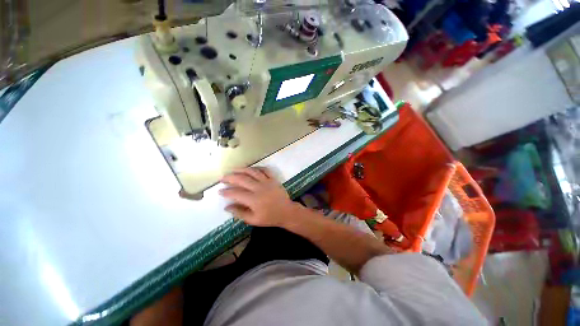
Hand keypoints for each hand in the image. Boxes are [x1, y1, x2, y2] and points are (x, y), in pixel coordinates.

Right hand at [219, 167, 302, 226]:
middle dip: (230, 178)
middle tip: (223, 178)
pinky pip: (264, 170)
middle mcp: (259, 188)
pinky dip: (257, 167)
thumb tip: (226, 207)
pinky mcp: (273, 179)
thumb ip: (239, 213)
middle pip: (242, 179)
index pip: (236, 193)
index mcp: (253, 199)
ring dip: (242, 169)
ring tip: (233, 170)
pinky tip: (251, 168)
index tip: (220, 191)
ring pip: (252, 172)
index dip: (226, 192)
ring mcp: (267, 181)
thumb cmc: (270, 217)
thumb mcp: (253, 220)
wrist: (286, 212)